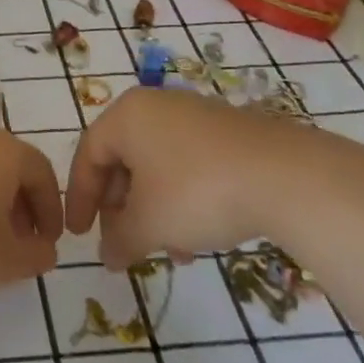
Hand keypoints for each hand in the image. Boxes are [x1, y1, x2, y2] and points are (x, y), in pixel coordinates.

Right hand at [65, 88, 363, 268]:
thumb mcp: (149, 223)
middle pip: (123, 158)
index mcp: (127, 115)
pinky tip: (198, 237)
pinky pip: (187, 164)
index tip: (79, 235)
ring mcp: (194, 115)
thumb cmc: (197, 192)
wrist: (285, 176)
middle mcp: (156, 106)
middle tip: (123, 243)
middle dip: (121, 207)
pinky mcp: (226, 132)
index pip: (89, 154)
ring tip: (168, 251)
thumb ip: (120, 240)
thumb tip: (107, 256)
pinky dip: (181, 199)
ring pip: (157, 166)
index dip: (80, 197)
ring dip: (153, 209)